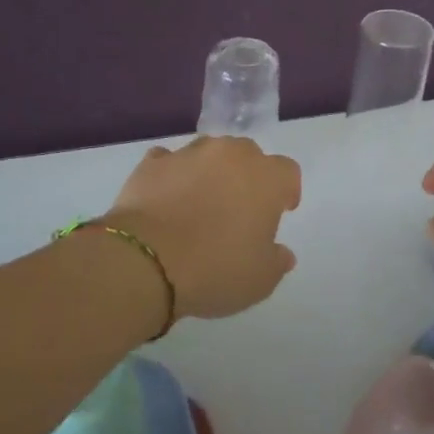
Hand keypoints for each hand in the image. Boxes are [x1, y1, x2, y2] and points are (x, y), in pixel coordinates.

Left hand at [105, 135, 302, 319]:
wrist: (145, 261)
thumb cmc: (215, 269)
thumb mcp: (260, 280)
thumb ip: (277, 261)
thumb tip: (281, 253)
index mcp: (266, 178)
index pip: (288, 172)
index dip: (286, 191)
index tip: (279, 212)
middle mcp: (231, 155)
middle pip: (248, 155)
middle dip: (247, 176)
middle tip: (238, 209)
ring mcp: (189, 154)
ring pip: (208, 153)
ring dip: (209, 172)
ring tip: (198, 203)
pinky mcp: (152, 163)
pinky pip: (168, 162)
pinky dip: (171, 175)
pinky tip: (165, 199)